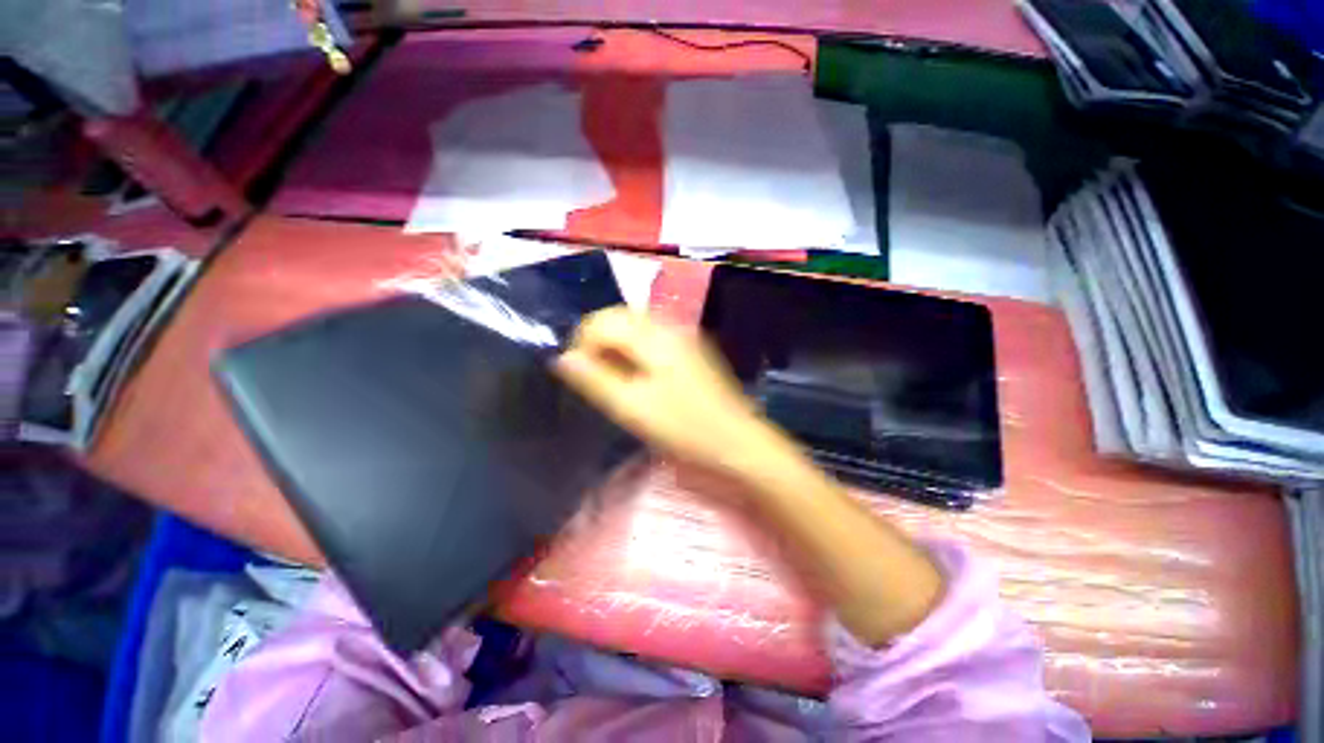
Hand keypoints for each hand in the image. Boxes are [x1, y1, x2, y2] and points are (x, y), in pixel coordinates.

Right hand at [555, 307, 787, 477]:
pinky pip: (653, 339)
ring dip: (616, 346)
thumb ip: (595, 379)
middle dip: (598, 342)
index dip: (582, 342)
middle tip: (592, 377)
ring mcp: (684, 337)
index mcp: (655, 336)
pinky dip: (635, 351)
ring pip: (636, 327)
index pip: (603, 320)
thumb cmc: (684, 429)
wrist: (738, 443)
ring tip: (611, 379)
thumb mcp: (632, 408)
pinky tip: (637, 377)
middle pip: (620, 318)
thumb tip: (563, 358)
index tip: (577, 374)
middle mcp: (670, 327)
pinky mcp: (692, 351)